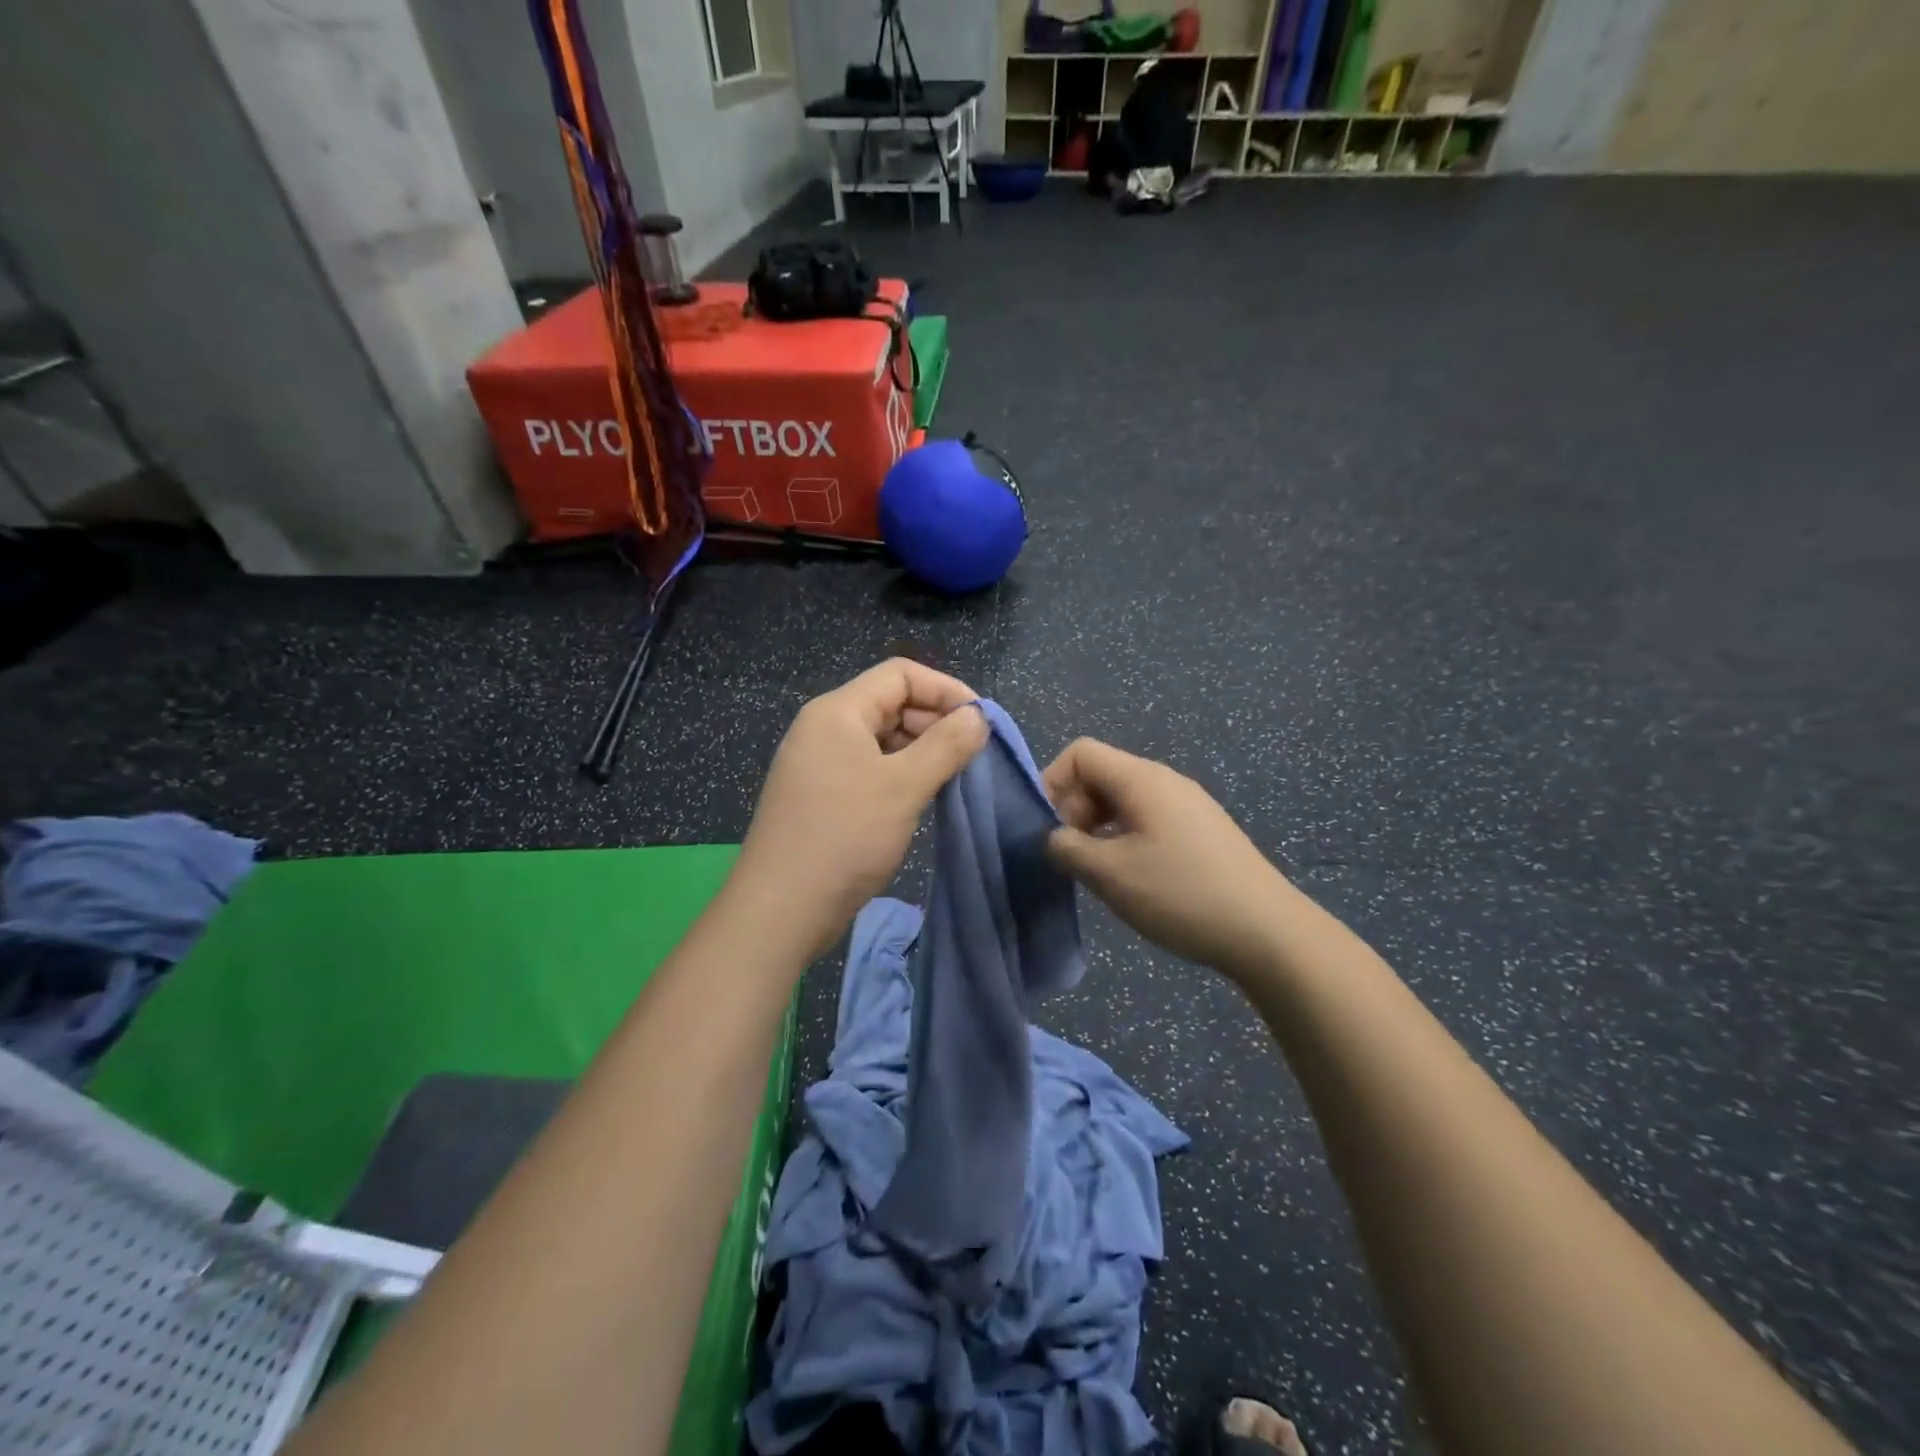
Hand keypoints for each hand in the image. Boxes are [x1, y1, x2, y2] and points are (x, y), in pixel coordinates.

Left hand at [732, 659, 988, 956]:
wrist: (782, 909)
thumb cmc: (844, 837)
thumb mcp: (903, 786)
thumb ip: (946, 745)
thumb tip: (978, 717)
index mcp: (838, 711)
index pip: (900, 674)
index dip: (946, 689)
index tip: (981, 723)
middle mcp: (825, 728)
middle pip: (891, 703)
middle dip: (936, 722)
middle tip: (972, 755)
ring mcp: (820, 763)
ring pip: (882, 738)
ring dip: (921, 751)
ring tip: (953, 778)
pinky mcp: (823, 795)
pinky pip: (870, 768)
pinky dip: (901, 774)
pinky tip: (923, 797)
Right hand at [1043, 737, 1293, 977]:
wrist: (1267, 932)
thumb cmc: (1181, 894)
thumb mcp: (1110, 873)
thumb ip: (1067, 848)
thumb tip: (1053, 837)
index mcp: (1142, 779)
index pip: (1081, 753)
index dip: (1053, 783)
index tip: (1049, 830)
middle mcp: (1165, 781)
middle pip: (1101, 776)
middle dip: (1074, 810)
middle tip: (1073, 857)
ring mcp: (1188, 806)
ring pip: (1124, 801)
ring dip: (1099, 829)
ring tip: (1099, 872)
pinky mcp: (1202, 832)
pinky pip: (1148, 820)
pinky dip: (1125, 839)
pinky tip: (1133, 878)